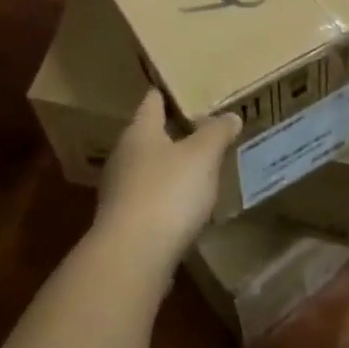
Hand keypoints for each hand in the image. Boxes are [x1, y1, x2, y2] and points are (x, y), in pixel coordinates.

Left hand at [93, 89, 240, 277]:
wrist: (131, 257)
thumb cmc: (167, 192)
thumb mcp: (202, 157)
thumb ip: (216, 133)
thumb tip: (229, 115)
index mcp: (140, 131)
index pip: (152, 102)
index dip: (167, 95)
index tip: (183, 90)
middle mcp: (123, 155)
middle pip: (148, 136)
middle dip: (172, 133)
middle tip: (201, 131)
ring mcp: (119, 190)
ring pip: (147, 168)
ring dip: (169, 168)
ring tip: (197, 170)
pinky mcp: (122, 222)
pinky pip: (147, 199)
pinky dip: (164, 198)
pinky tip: (183, 209)